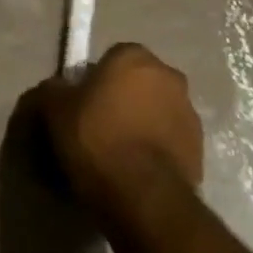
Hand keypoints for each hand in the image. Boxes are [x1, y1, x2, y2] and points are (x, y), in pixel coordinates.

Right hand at [24, 44, 202, 218]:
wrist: (143, 195)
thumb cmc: (97, 139)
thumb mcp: (55, 110)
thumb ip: (52, 90)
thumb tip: (55, 88)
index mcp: (135, 57)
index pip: (110, 58)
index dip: (94, 80)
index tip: (80, 105)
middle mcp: (169, 76)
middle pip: (137, 83)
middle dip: (122, 99)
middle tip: (97, 127)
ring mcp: (189, 112)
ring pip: (156, 111)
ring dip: (141, 123)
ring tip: (117, 154)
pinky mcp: (200, 147)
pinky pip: (169, 139)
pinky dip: (155, 148)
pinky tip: (136, 170)